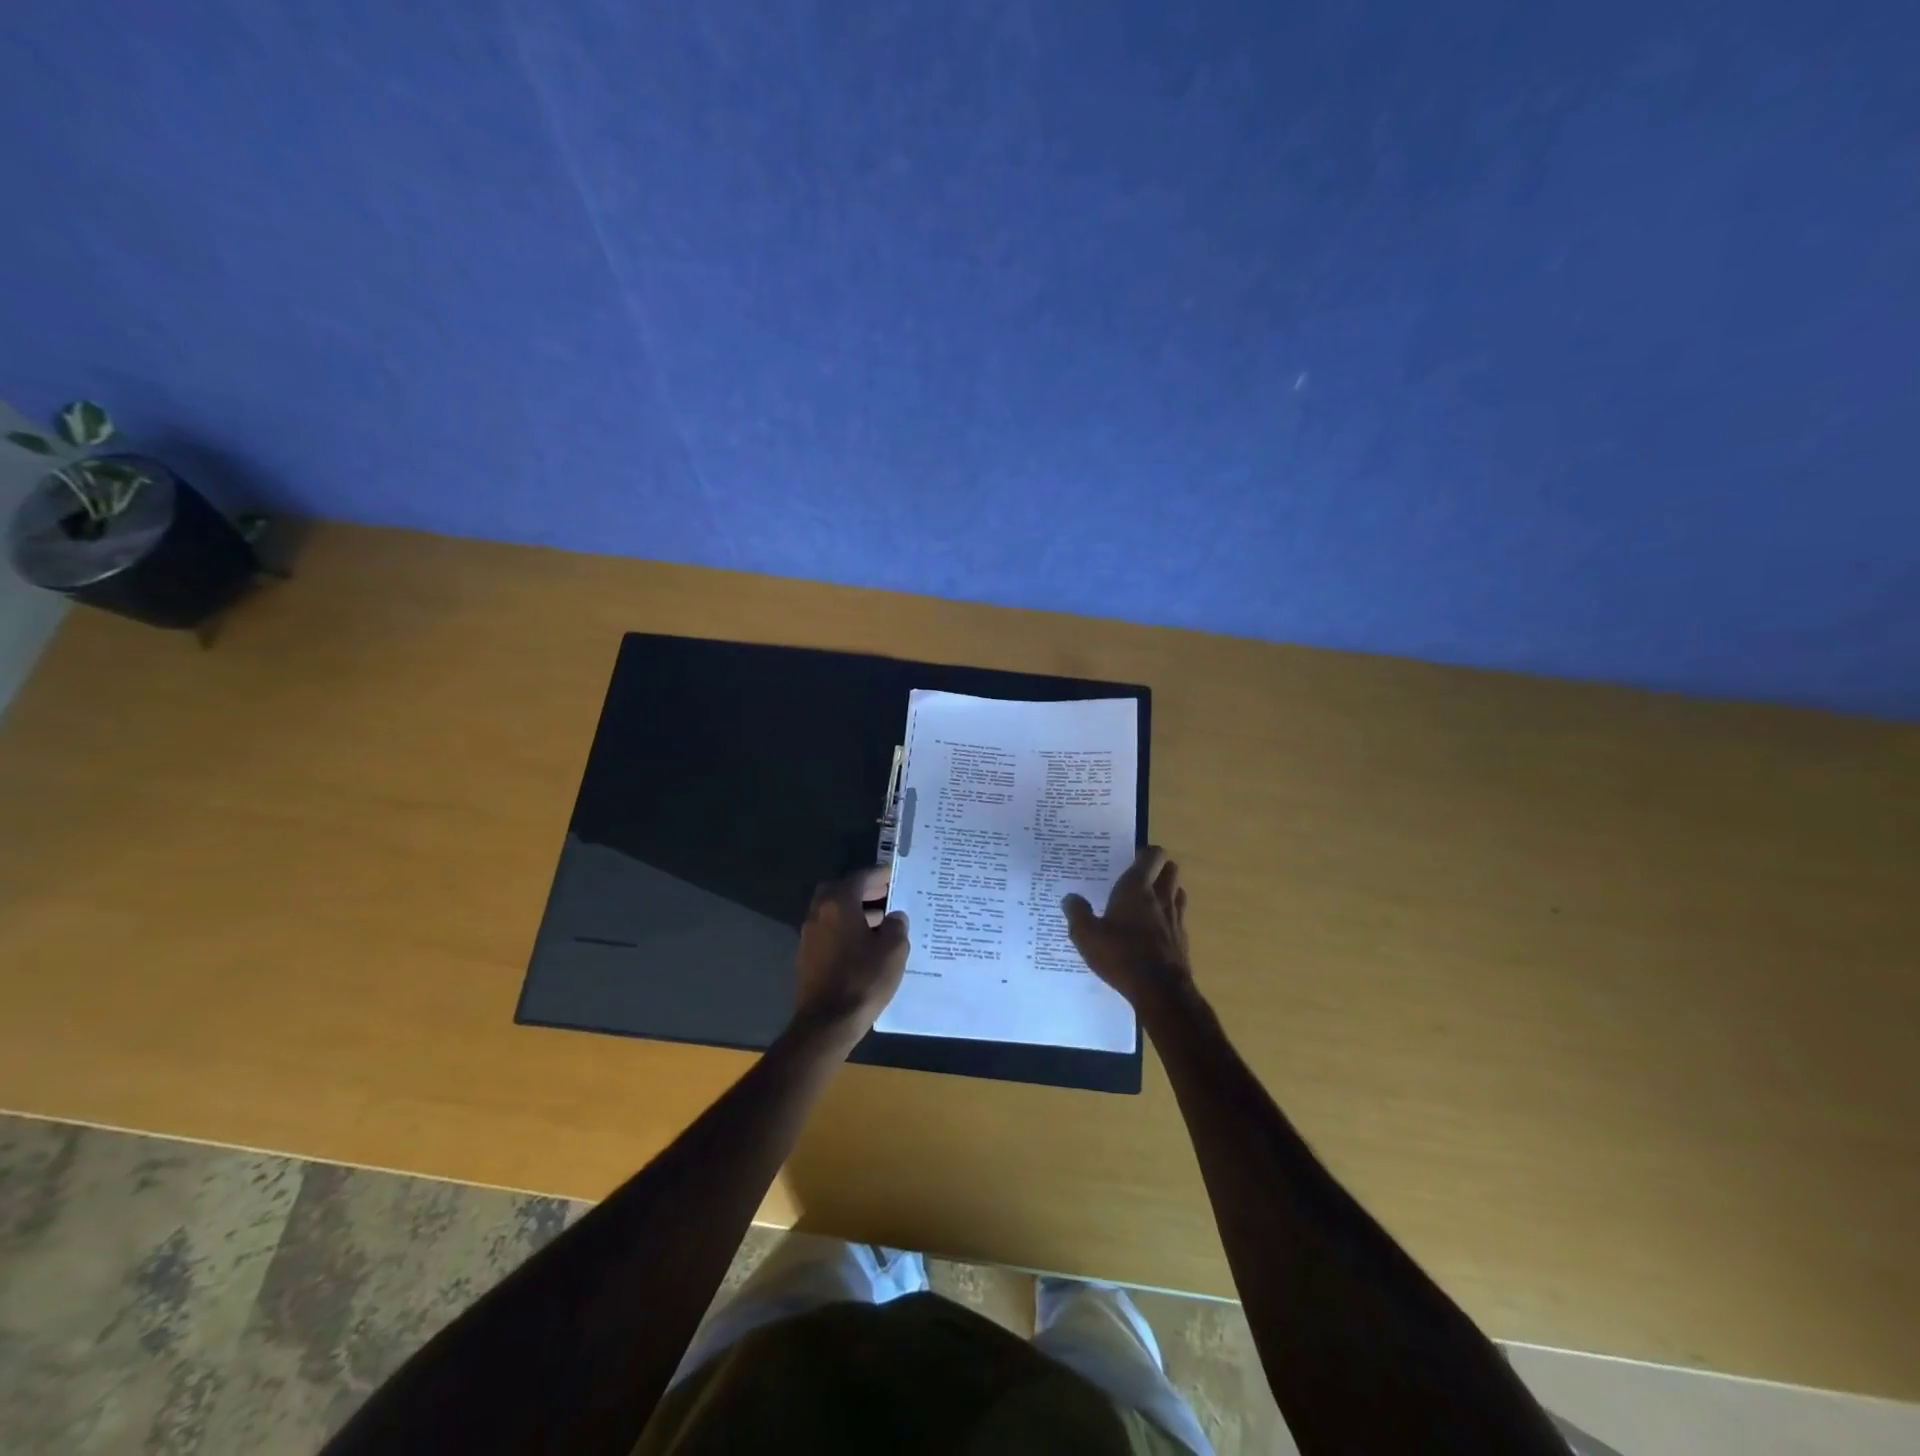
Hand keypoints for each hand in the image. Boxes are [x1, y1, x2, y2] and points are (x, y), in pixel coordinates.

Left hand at [794, 865, 909, 1042]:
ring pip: (832, 912)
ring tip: (881, 921)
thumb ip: (896, 927)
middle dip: (861, 890)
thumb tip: (895, 917)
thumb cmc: (863, 980)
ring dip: (853, 910)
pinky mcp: (807, 957)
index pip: (859, 878)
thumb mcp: (893, 951)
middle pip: (839, 890)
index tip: (893, 874)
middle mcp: (819, 914)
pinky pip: (829, 931)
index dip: (878, 874)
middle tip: (884, 894)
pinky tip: (865, 944)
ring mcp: (809, 936)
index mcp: (838, 904)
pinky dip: (845, 928)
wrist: (827, 1023)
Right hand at [1062, 846, 1193, 1011]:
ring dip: (1166, 890)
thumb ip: (1077, 913)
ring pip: (1177, 891)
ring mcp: (1176, 918)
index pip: (1152, 855)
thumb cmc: (1121, 955)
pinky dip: (1169, 917)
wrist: (1161, 991)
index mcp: (1137, 888)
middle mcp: (1161, 897)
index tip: (1130, 858)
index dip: (1144, 852)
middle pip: (1170, 869)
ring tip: (1147, 901)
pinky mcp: (1183, 939)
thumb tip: (1070, 898)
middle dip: (1158, 868)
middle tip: (1138, 878)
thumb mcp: (1086, 936)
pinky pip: (1179, 917)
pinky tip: (1154, 931)